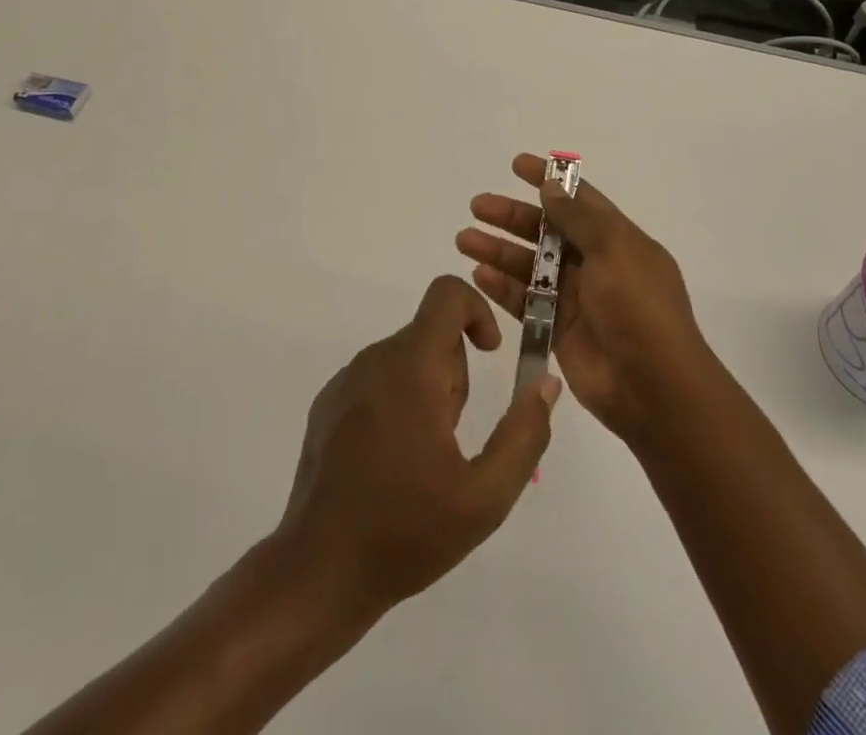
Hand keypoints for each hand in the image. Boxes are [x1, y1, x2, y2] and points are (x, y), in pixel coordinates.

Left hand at [276, 275, 560, 624]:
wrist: (318, 572)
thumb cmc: (406, 532)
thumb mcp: (485, 496)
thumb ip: (524, 433)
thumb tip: (546, 382)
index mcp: (411, 366)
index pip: (446, 294)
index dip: (477, 311)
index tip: (490, 354)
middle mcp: (375, 359)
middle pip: (432, 334)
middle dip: (455, 374)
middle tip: (452, 438)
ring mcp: (345, 381)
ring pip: (405, 359)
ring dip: (427, 391)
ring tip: (422, 458)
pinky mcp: (327, 404)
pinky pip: (376, 380)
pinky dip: (396, 402)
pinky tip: (390, 464)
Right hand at [457, 154, 714, 448]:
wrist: (654, 387)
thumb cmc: (638, 307)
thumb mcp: (615, 249)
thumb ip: (579, 218)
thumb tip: (551, 186)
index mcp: (616, 240)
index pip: (579, 199)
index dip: (549, 180)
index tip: (516, 164)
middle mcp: (595, 264)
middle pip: (546, 231)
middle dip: (512, 217)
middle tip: (477, 206)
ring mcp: (576, 298)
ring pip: (529, 266)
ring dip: (499, 251)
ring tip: (464, 240)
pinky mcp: (558, 331)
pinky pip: (524, 301)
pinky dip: (502, 287)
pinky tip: (478, 275)